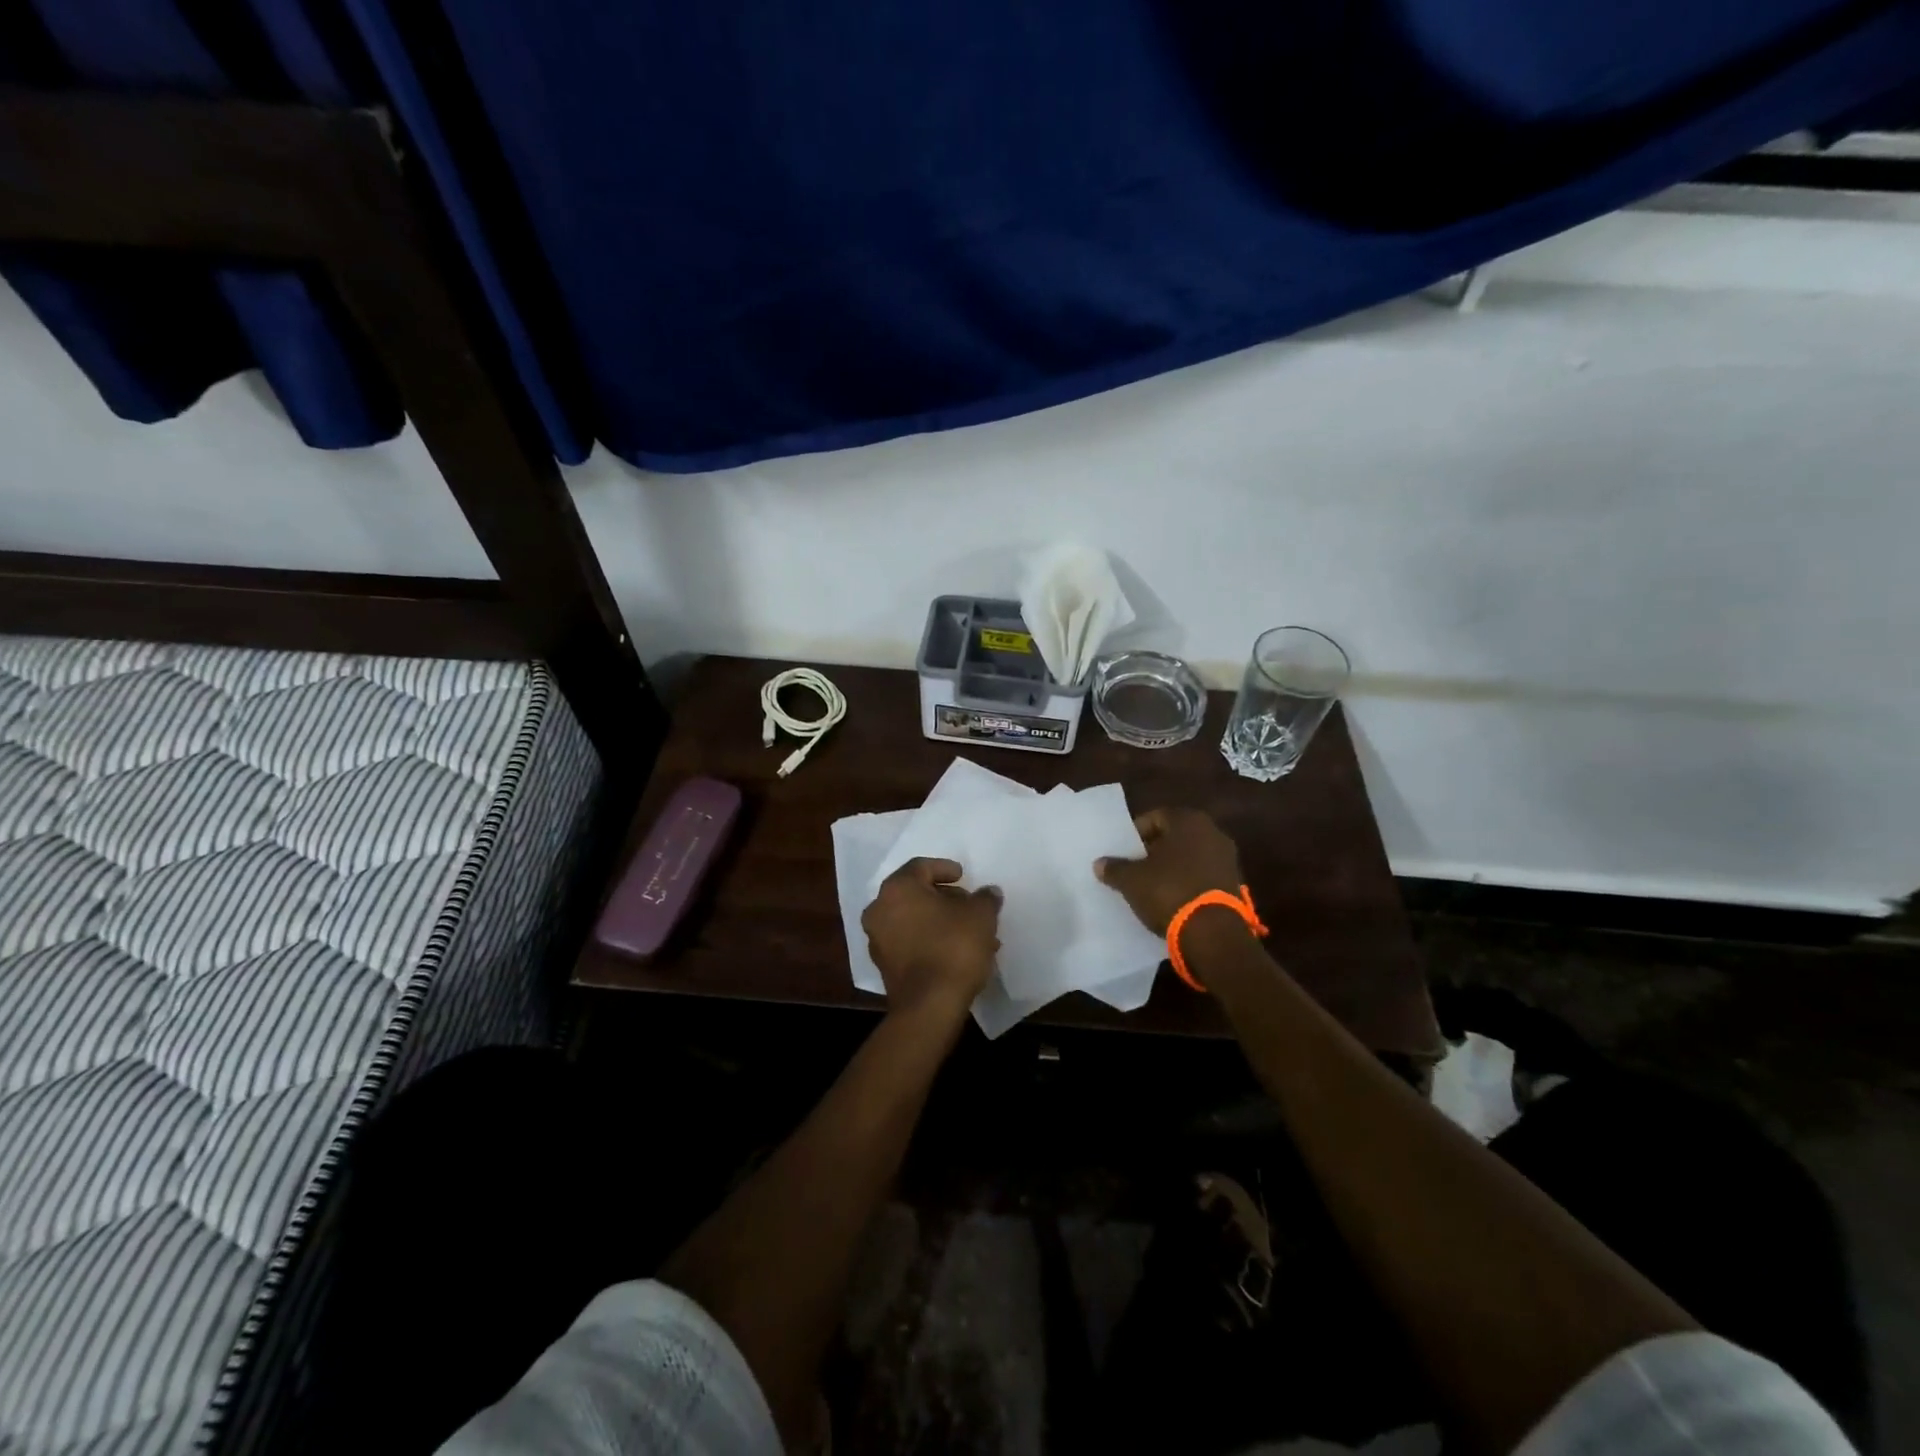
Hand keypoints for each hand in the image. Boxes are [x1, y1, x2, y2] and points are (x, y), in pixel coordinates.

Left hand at [861, 858, 1000, 1021]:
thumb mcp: (980, 915)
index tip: (963, 876)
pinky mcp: (884, 966)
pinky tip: (958, 951)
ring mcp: (878, 939)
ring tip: (972, 933)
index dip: (944, 868)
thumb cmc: (953, 947)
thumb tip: (989, 892)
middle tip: (970, 905)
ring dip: (941, 922)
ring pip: (914, 920)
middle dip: (945, 898)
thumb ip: (985, 898)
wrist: (930, 1006)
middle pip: (916, 894)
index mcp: (898, 888)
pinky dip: (931, 940)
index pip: (921, 867)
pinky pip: (910, 942)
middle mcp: (880, 909)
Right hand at [1095, 808, 1245, 934]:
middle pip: (1175, 837)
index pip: (1155, 817)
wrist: (1213, 933)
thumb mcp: (1132, 880)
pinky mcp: (1235, 885)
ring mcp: (1228, 859)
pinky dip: (1188, 883)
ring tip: (1151, 885)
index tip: (1123, 851)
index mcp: (1188, 821)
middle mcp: (1213, 833)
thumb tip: (1100, 864)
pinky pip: (1203, 876)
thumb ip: (1115, 868)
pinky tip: (1172, 899)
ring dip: (1173, 868)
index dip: (1136, 834)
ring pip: (1191, 857)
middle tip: (1135, 867)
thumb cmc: (1168, 891)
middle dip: (1155, 850)